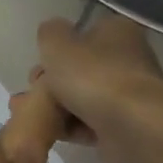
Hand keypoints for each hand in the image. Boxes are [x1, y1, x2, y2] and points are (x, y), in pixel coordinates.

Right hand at [25, 14, 162, 162]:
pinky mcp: (123, 127)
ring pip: (81, 97)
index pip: (84, 34)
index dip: (58, 48)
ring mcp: (127, 95)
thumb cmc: (94, 76)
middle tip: (32, 90)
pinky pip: (88, 124)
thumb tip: (52, 34)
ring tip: (29, 113)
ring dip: (54, 106)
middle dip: (51, 81)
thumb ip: (49, 33)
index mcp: (117, 32)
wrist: (132, 127)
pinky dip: (68, 127)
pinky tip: (48, 131)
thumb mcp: (57, 43)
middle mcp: (127, 60)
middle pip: (80, 68)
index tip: (39, 63)